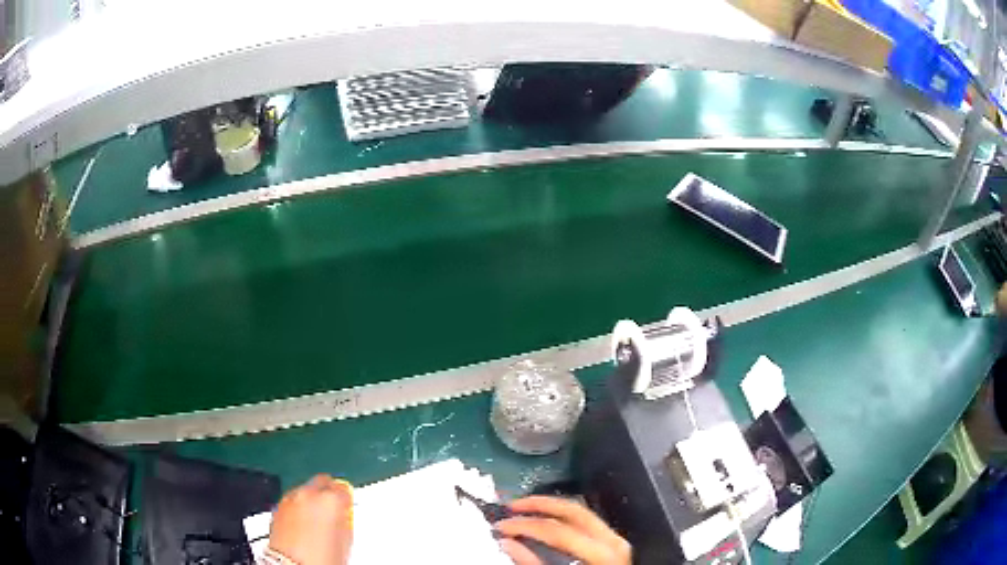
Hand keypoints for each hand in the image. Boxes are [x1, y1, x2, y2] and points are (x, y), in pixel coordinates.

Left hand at [268, 475, 353, 564]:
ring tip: (317, 521)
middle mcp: (309, 494)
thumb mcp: (346, 539)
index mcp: (331, 499)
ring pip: (305, 490)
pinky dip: (298, 506)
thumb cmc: (322, 558)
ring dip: (311, 499)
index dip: (346, 498)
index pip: (344, 488)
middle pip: (322, 482)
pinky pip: (292, 500)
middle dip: (328, 492)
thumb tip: (343, 513)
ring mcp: (291, 498)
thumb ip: (344, 519)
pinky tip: (303, 523)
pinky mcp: (278, 507)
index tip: (347, 507)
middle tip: (333, 510)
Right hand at [495, 496, 630, 564]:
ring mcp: (617, 541)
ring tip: (527, 510)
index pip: (558, 532)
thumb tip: (509, 543)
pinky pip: (588, 523)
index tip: (501, 526)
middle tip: (512, 507)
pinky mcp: (615, 546)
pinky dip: (564, 520)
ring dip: (551, 509)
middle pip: (574, 512)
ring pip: (583, 513)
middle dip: (540, 505)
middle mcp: (613, 541)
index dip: (525, 526)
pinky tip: (549, 523)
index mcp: (603, 554)